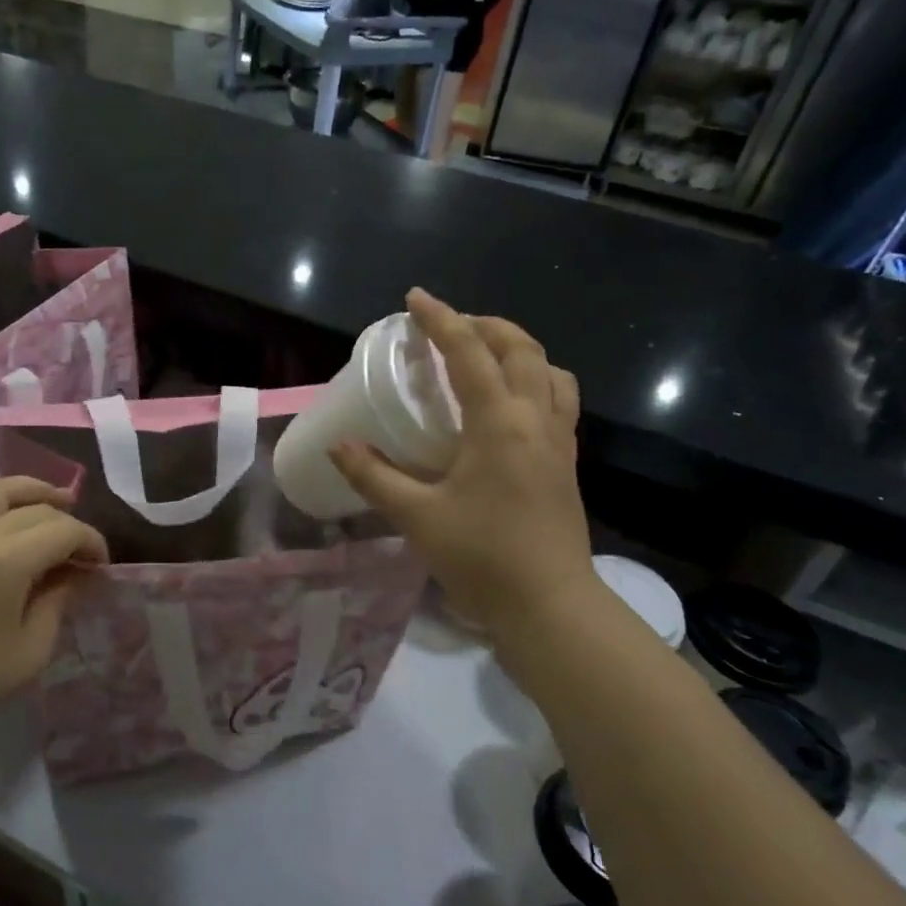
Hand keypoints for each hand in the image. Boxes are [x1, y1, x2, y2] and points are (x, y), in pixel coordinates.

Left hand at [0, 478, 106, 729]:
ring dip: (32, 491)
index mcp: (6, 561)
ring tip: (54, 500)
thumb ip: (57, 602)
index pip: (63, 530)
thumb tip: (71, 574)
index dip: (90, 541)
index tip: (101, 564)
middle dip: (68, 522)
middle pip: (35, 508)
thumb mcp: (32, 649)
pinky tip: (6, 509)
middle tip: (80, 550)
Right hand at [330, 290, 596, 632]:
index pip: (470, 353)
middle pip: (522, 350)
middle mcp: (537, 419)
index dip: (441, 320)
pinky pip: (559, 401)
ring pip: (551, 372)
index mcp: (500, 423)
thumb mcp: (417, 516)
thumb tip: (338, 446)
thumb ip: (374, 476)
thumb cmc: (482, 557)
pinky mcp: (566, 464)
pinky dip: (536, 381)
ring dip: (519, 351)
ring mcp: (559, 441)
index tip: (416, 298)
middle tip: (451, 328)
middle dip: (487, 326)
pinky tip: (510, 406)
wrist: (550, 606)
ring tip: (486, 357)